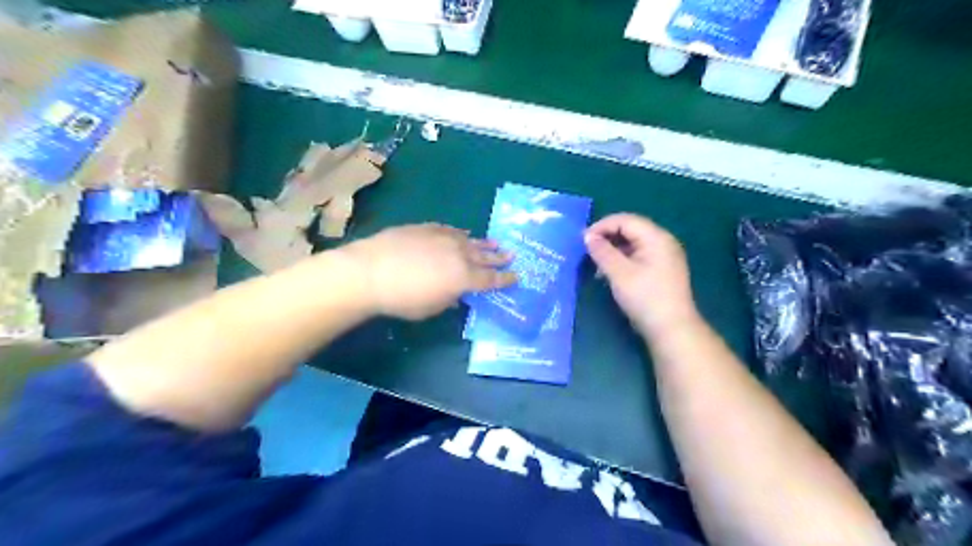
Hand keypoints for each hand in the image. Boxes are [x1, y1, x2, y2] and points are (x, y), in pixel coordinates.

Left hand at [338, 223, 514, 322]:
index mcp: (463, 278)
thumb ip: (448, 299)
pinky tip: (464, 233)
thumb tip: (455, 294)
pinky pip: (451, 230)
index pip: (490, 279)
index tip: (516, 277)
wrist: (370, 271)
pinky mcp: (428, 228)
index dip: (504, 279)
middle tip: (512, 256)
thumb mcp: (430, 308)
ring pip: (470, 240)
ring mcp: (443, 238)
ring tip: (495, 244)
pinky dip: (461, 234)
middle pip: (484, 257)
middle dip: (499, 258)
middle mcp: (459, 255)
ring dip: (484, 244)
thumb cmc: (401, 299)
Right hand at [585, 213, 698, 335]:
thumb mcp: (619, 273)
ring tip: (596, 265)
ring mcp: (664, 256)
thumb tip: (587, 236)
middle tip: (587, 251)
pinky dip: (622, 260)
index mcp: (656, 237)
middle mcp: (663, 242)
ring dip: (613, 250)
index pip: (625, 220)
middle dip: (607, 238)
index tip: (582, 240)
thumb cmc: (645, 297)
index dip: (602, 226)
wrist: (672, 329)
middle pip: (630, 230)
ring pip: (633, 244)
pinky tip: (610, 274)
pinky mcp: (662, 270)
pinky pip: (638, 256)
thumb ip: (602, 251)